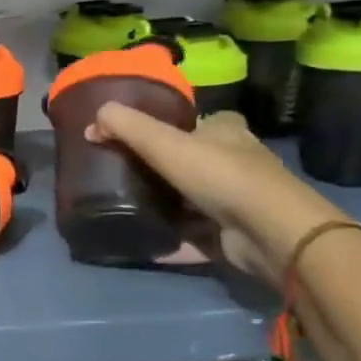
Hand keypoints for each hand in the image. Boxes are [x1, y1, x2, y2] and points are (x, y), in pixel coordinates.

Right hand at [87, 104, 352, 283]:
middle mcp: (236, 162)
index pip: (200, 121)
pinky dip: (170, 237)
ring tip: (125, 205)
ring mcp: (237, 200)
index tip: (139, 137)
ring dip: (165, 203)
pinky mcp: (232, 233)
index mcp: (226, 132)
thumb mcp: (163, 141)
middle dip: (163, 166)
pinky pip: (192, 233)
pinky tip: (143, 240)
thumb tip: (92, 119)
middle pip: (193, 159)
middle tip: (122, 172)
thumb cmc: (219, 175)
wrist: (268, 232)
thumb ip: (125, 126)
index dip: (173, 125)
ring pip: (192, 197)